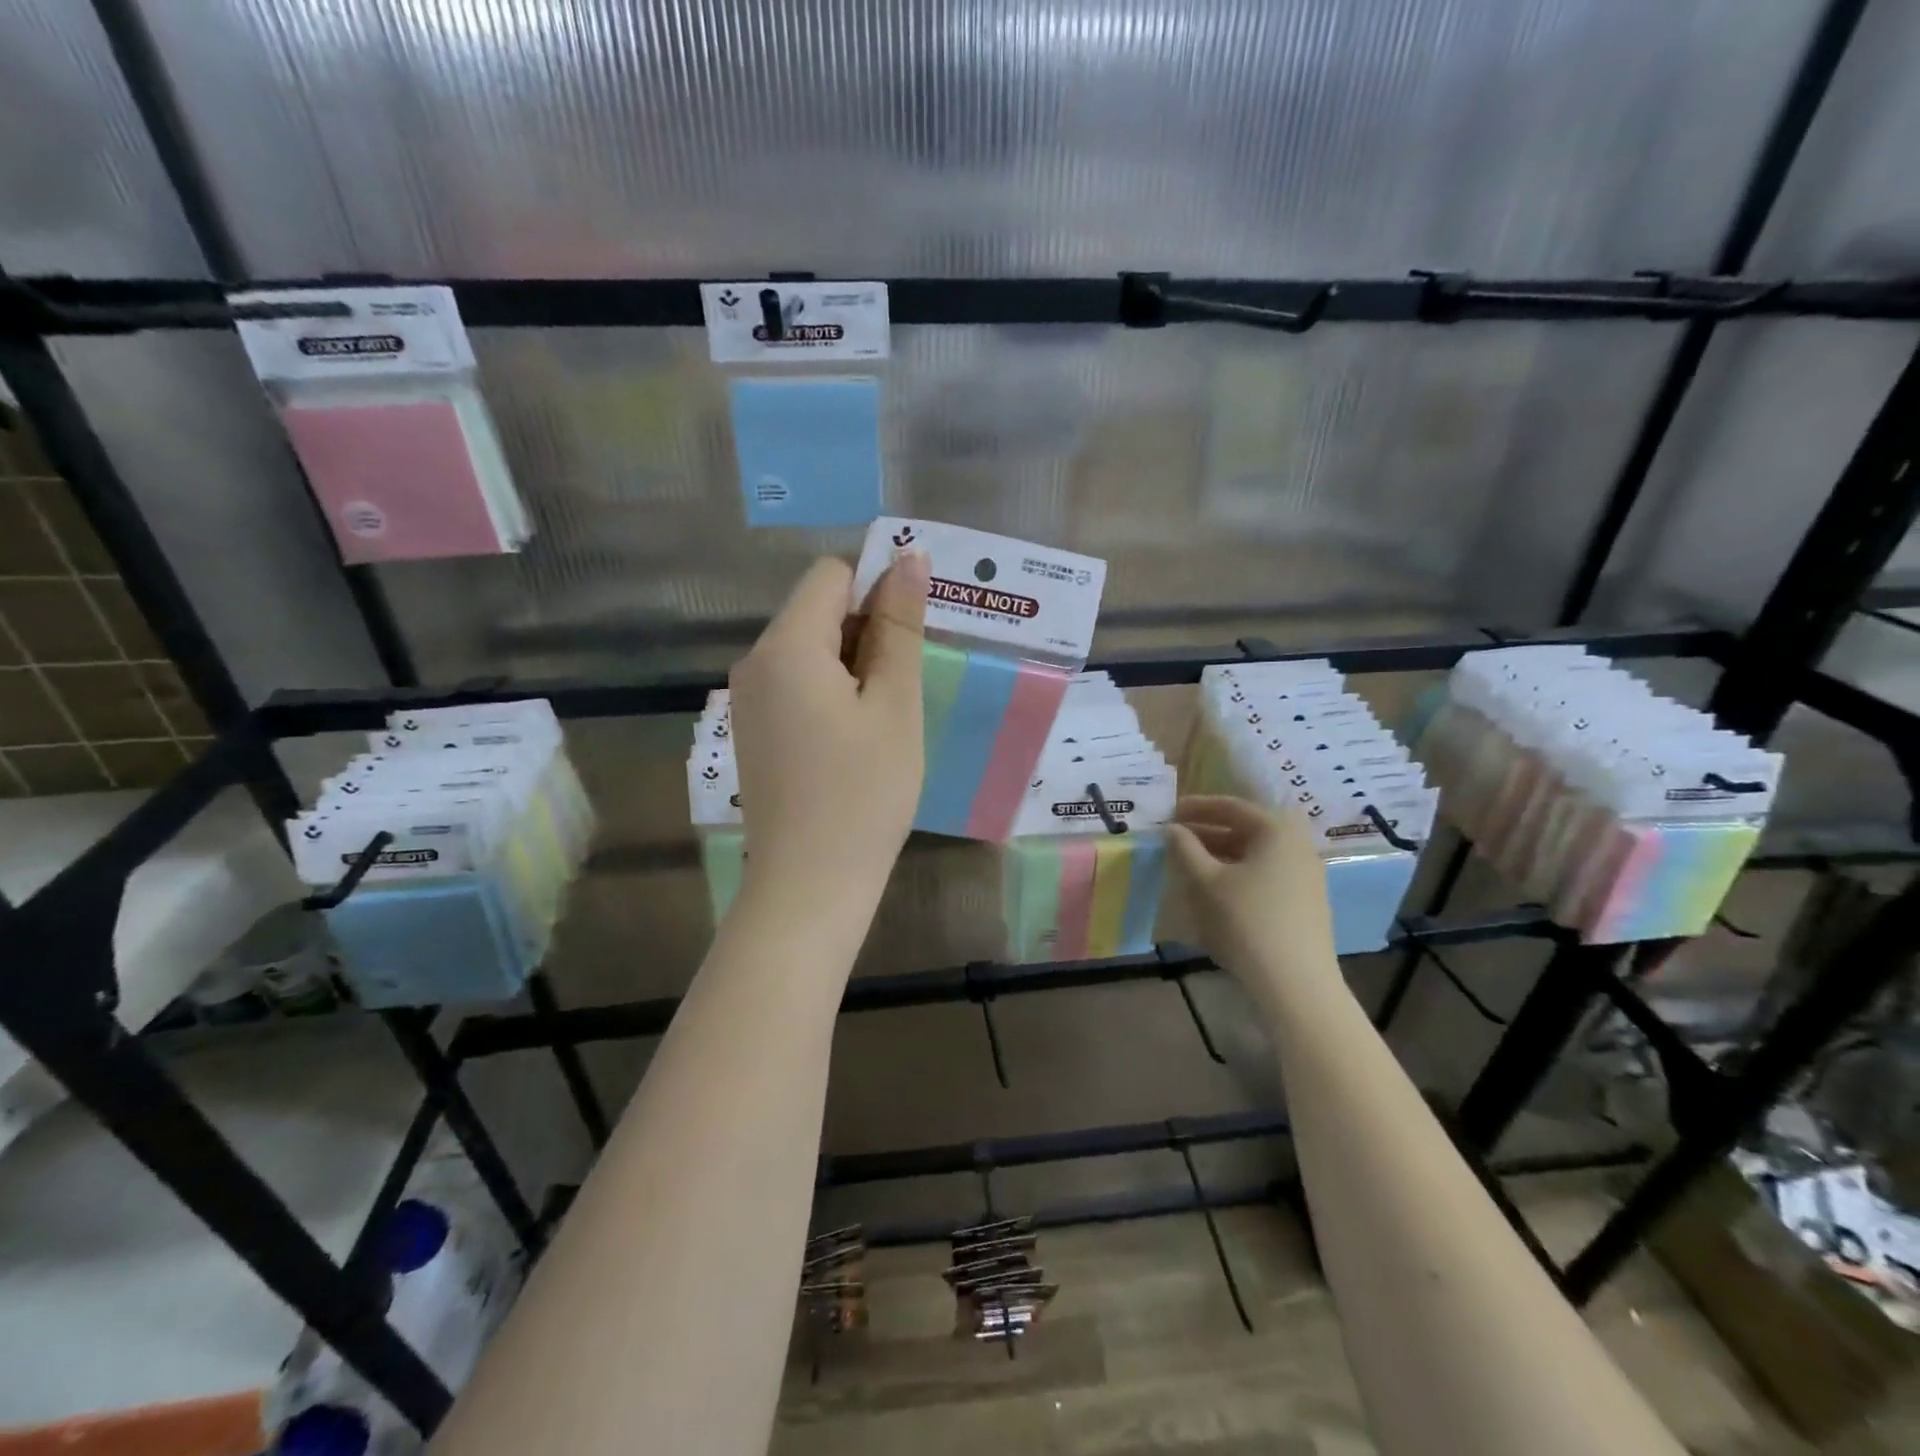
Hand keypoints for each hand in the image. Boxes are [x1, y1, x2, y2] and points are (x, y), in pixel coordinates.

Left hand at [729, 553, 928, 908]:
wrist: (809, 886)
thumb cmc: (864, 793)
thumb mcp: (894, 704)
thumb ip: (899, 626)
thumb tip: (908, 557)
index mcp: (786, 646)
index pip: (832, 575)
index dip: (878, 590)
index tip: (912, 639)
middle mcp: (755, 662)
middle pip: (817, 610)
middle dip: (867, 631)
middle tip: (906, 686)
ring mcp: (749, 699)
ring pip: (810, 649)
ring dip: (854, 665)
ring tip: (885, 718)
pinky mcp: (754, 730)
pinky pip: (797, 685)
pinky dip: (832, 693)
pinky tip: (856, 738)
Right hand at [1168, 796, 1340, 1002]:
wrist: (1295, 982)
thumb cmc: (1246, 920)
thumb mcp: (1206, 881)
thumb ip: (1185, 849)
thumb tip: (1173, 828)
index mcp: (1277, 830)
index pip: (1232, 807)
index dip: (1198, 807)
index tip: (1171, 811)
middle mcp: (1297, 845)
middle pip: (1247, 829)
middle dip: (1209, 831)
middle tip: (1177, 838)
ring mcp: (1306, 874)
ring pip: (1256, 854)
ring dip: (1222, 854)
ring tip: (1191, 864)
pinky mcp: (1306, 901)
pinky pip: (1266, 873)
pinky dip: (1239, 872)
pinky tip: (1217, 889)